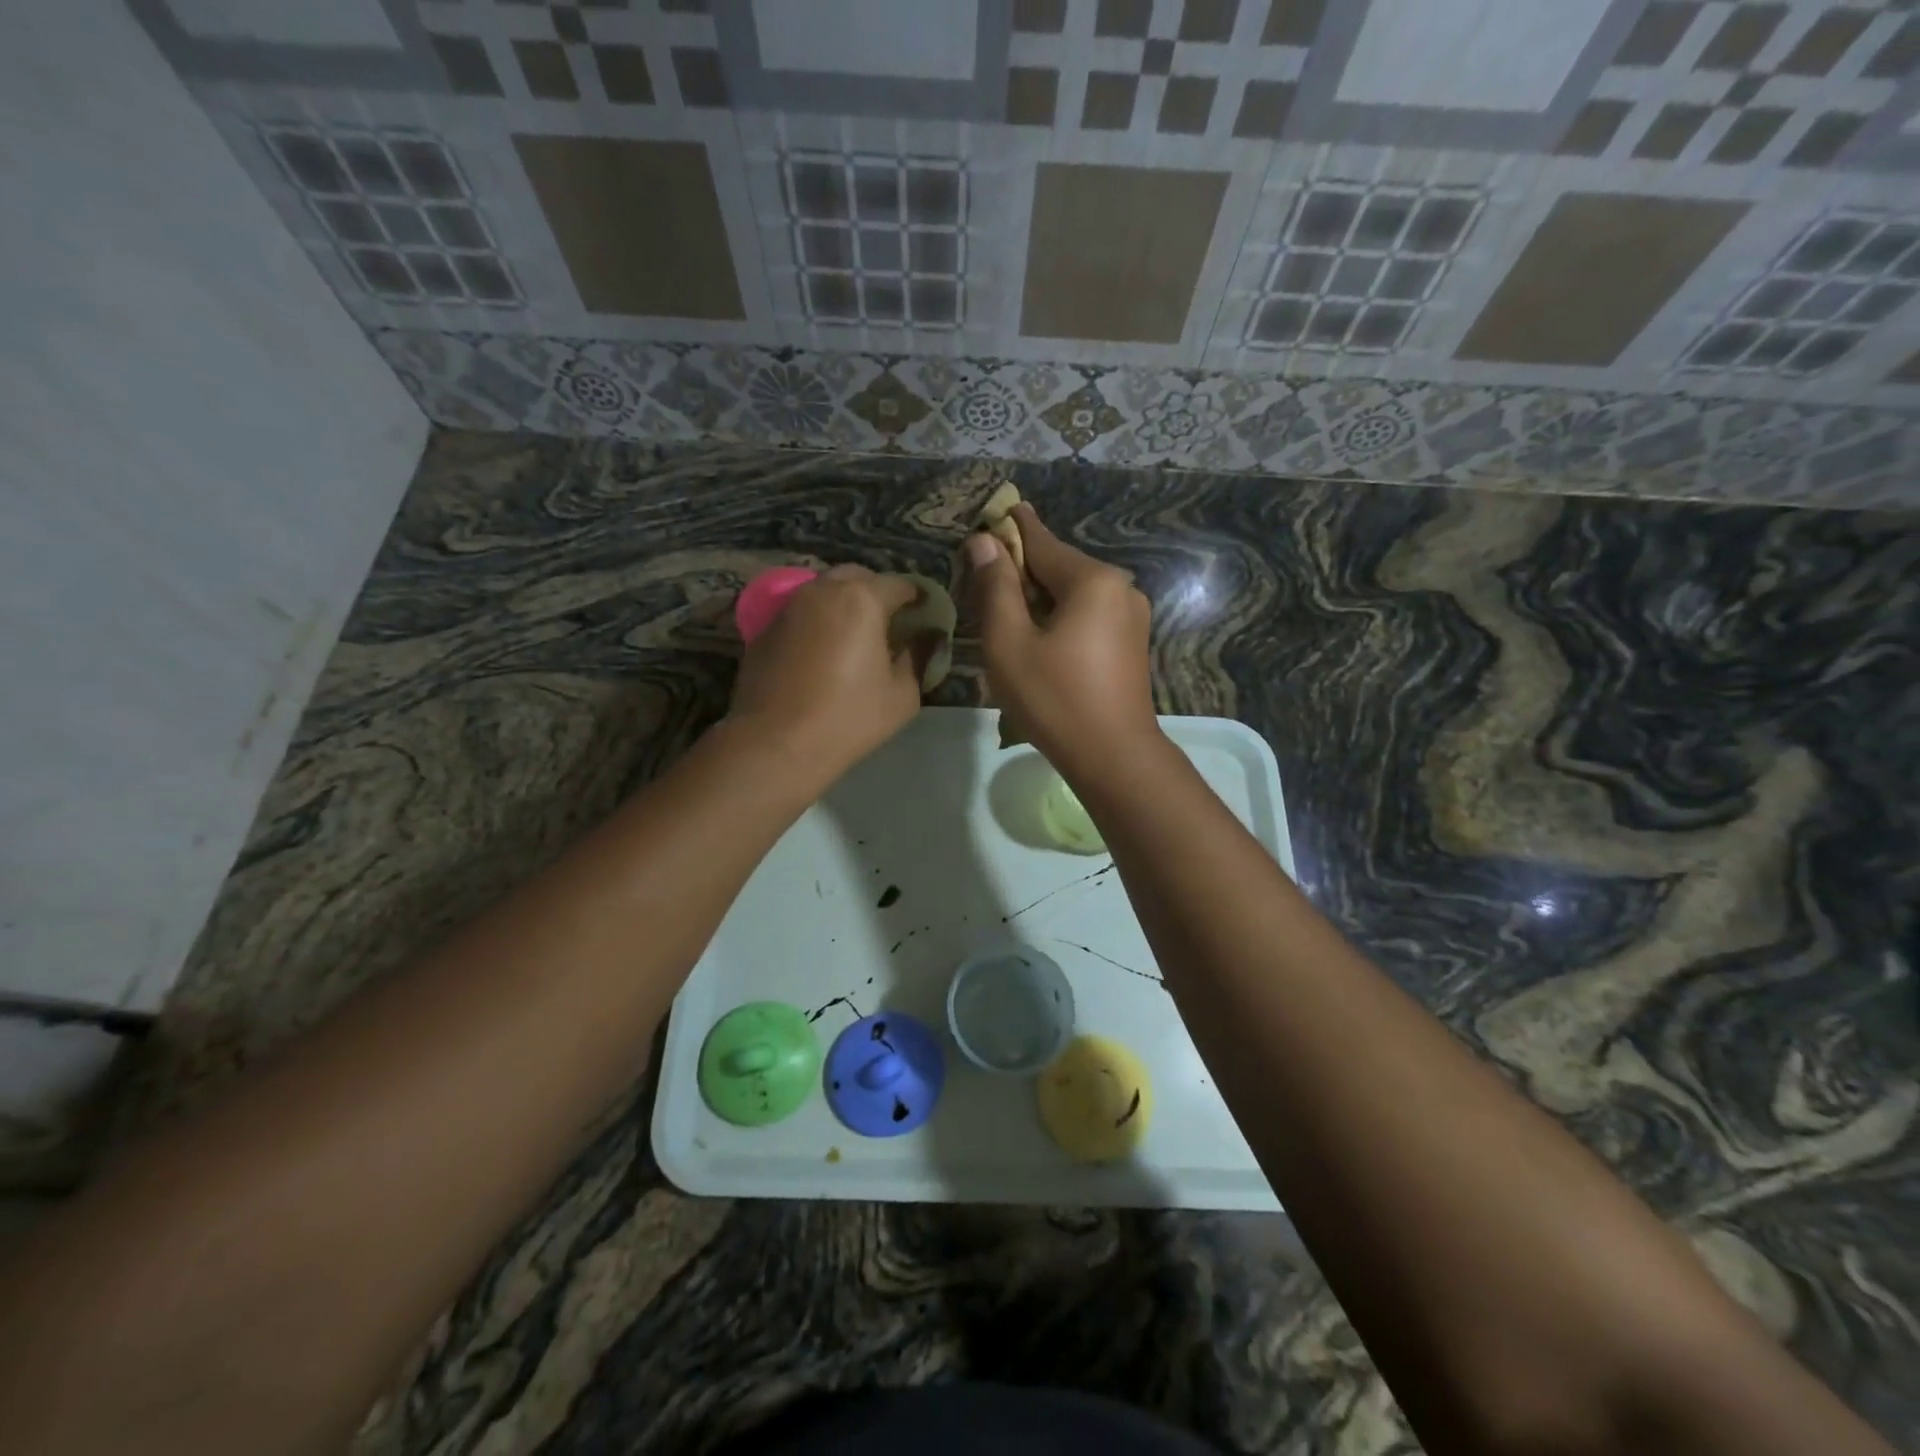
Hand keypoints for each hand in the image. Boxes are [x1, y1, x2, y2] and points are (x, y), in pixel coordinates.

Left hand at [729, 565, 932, 785]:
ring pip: (824, 591)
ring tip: (854, 637)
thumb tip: (920, 642)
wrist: (776, 743)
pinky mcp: (764, 628)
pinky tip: (821, 653)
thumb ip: (916, 659)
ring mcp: (788, 606)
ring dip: (843, 605)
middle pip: (857, 577)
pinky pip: (801, 613)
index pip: (899, 584)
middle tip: (889, 625)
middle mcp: (822, 591)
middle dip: (877, 593)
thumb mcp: (902, 696)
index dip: (917, 598)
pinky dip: (817, 622)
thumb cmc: (848, 719)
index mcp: (861, 599)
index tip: (924, 617)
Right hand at [966, 504, 1159, 780]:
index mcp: (1092, 580)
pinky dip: (1061, 617)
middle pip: (1059, 567)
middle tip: (986, 578)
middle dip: (1023, 570)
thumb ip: (996, 588)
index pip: (1041, 542)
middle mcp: (1120, 587)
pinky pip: (1089, 615)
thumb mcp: (1009, 643)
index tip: (996, 510)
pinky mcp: (1132, 642)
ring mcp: (1132, 616)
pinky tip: (1041, 638)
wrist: (1114, 756)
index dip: (1012, 528)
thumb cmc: (1054, 699)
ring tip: (1008, 614)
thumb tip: (985, 542)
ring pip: (1074, 594)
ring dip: (1041, 597)